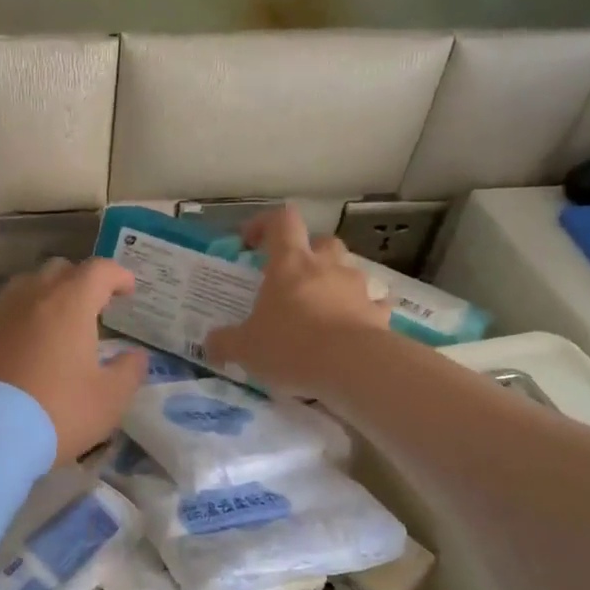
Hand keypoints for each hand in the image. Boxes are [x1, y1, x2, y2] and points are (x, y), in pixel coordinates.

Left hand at [0, 258, 148, 464]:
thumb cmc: (56, 412)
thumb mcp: (108, 400)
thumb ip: (129, 372)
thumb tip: (136, 356)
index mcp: (68, 304)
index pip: (98, 270)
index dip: (117, 275)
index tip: (127, 289)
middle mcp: (29, 299)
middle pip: (57, 271)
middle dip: (79, 282)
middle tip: (92, 307)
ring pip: (23, 290)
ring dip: (44, 299)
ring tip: (55, 328)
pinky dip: (16, 326)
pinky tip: (20, 354)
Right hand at [204, 207, 390, 395]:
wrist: (353, 367)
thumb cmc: (291, 346)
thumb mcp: (245, 348)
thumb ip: (224, 343)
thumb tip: (210, 344)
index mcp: (290, 264)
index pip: (281, 221)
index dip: (265, 224)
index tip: (251, 242)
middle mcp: (326, 267)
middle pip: (322, 242)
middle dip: (308, 254)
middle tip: (292, 279)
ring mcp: (357, 288)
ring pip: (348, 272)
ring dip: (335, 284)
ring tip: (321, 311)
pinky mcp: (380, 313)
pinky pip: (372, 305)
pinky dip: (363, 313)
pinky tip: (351, 331)